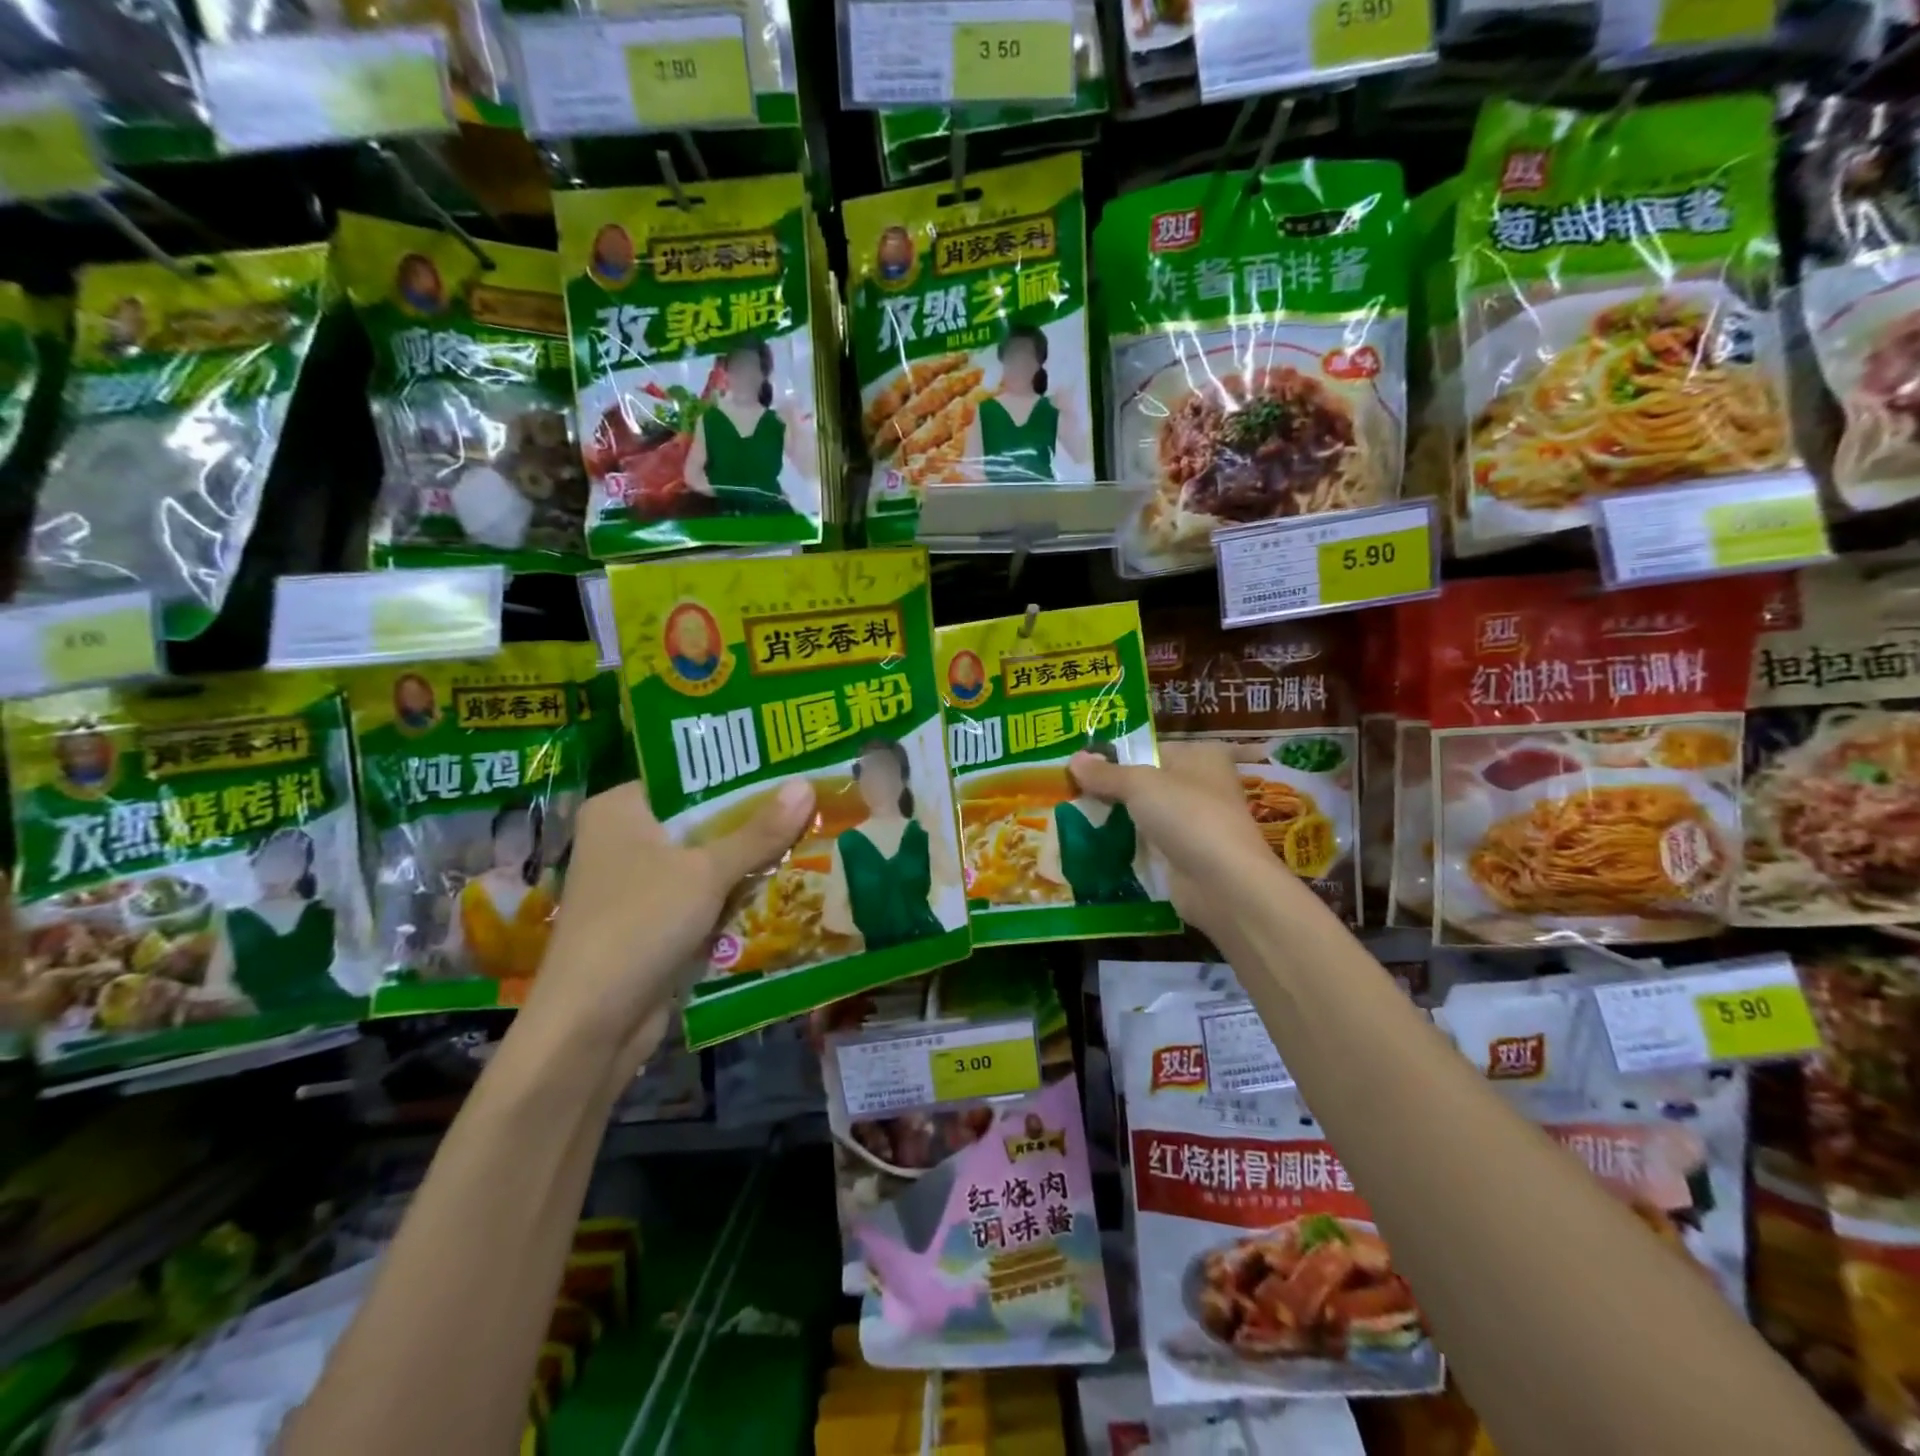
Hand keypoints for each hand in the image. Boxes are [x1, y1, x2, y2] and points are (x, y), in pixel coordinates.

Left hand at [522, 780, 815, 1070]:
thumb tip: (806, 784)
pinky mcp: (648, 920)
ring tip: (806, 834)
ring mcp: (634, 882)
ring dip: (747, 859)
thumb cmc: (640, 924)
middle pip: (700, 817)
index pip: (687, 774)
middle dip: (752, 819)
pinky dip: (732, 892)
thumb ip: (758, 831)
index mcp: (620, 808)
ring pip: (704, 858)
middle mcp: (622, 837)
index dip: (738, 772)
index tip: (787, 767)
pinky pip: (700, 893)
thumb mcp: (707, 872)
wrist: (591, 1025)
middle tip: (808, 800)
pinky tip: (780, 883)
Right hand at [1067, 741, 1283, 940]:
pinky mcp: (1184, 856)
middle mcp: (1200, 785)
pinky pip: (1146, 843)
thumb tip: (1073, 759)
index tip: (1077, 764)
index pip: (1149, 747)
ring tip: (1071, 816)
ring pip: (1143, 814)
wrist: (1222, 883)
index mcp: (1200, 755)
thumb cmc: (1187, 815)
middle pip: (1145, 781)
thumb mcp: (1139, 784)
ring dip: (1115, 818)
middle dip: (1110, 787)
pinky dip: (1125, 845)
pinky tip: (1092, 845)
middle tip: (1068, 790)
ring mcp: (1193, 823)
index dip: (1114, 754)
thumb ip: (1105, 772)